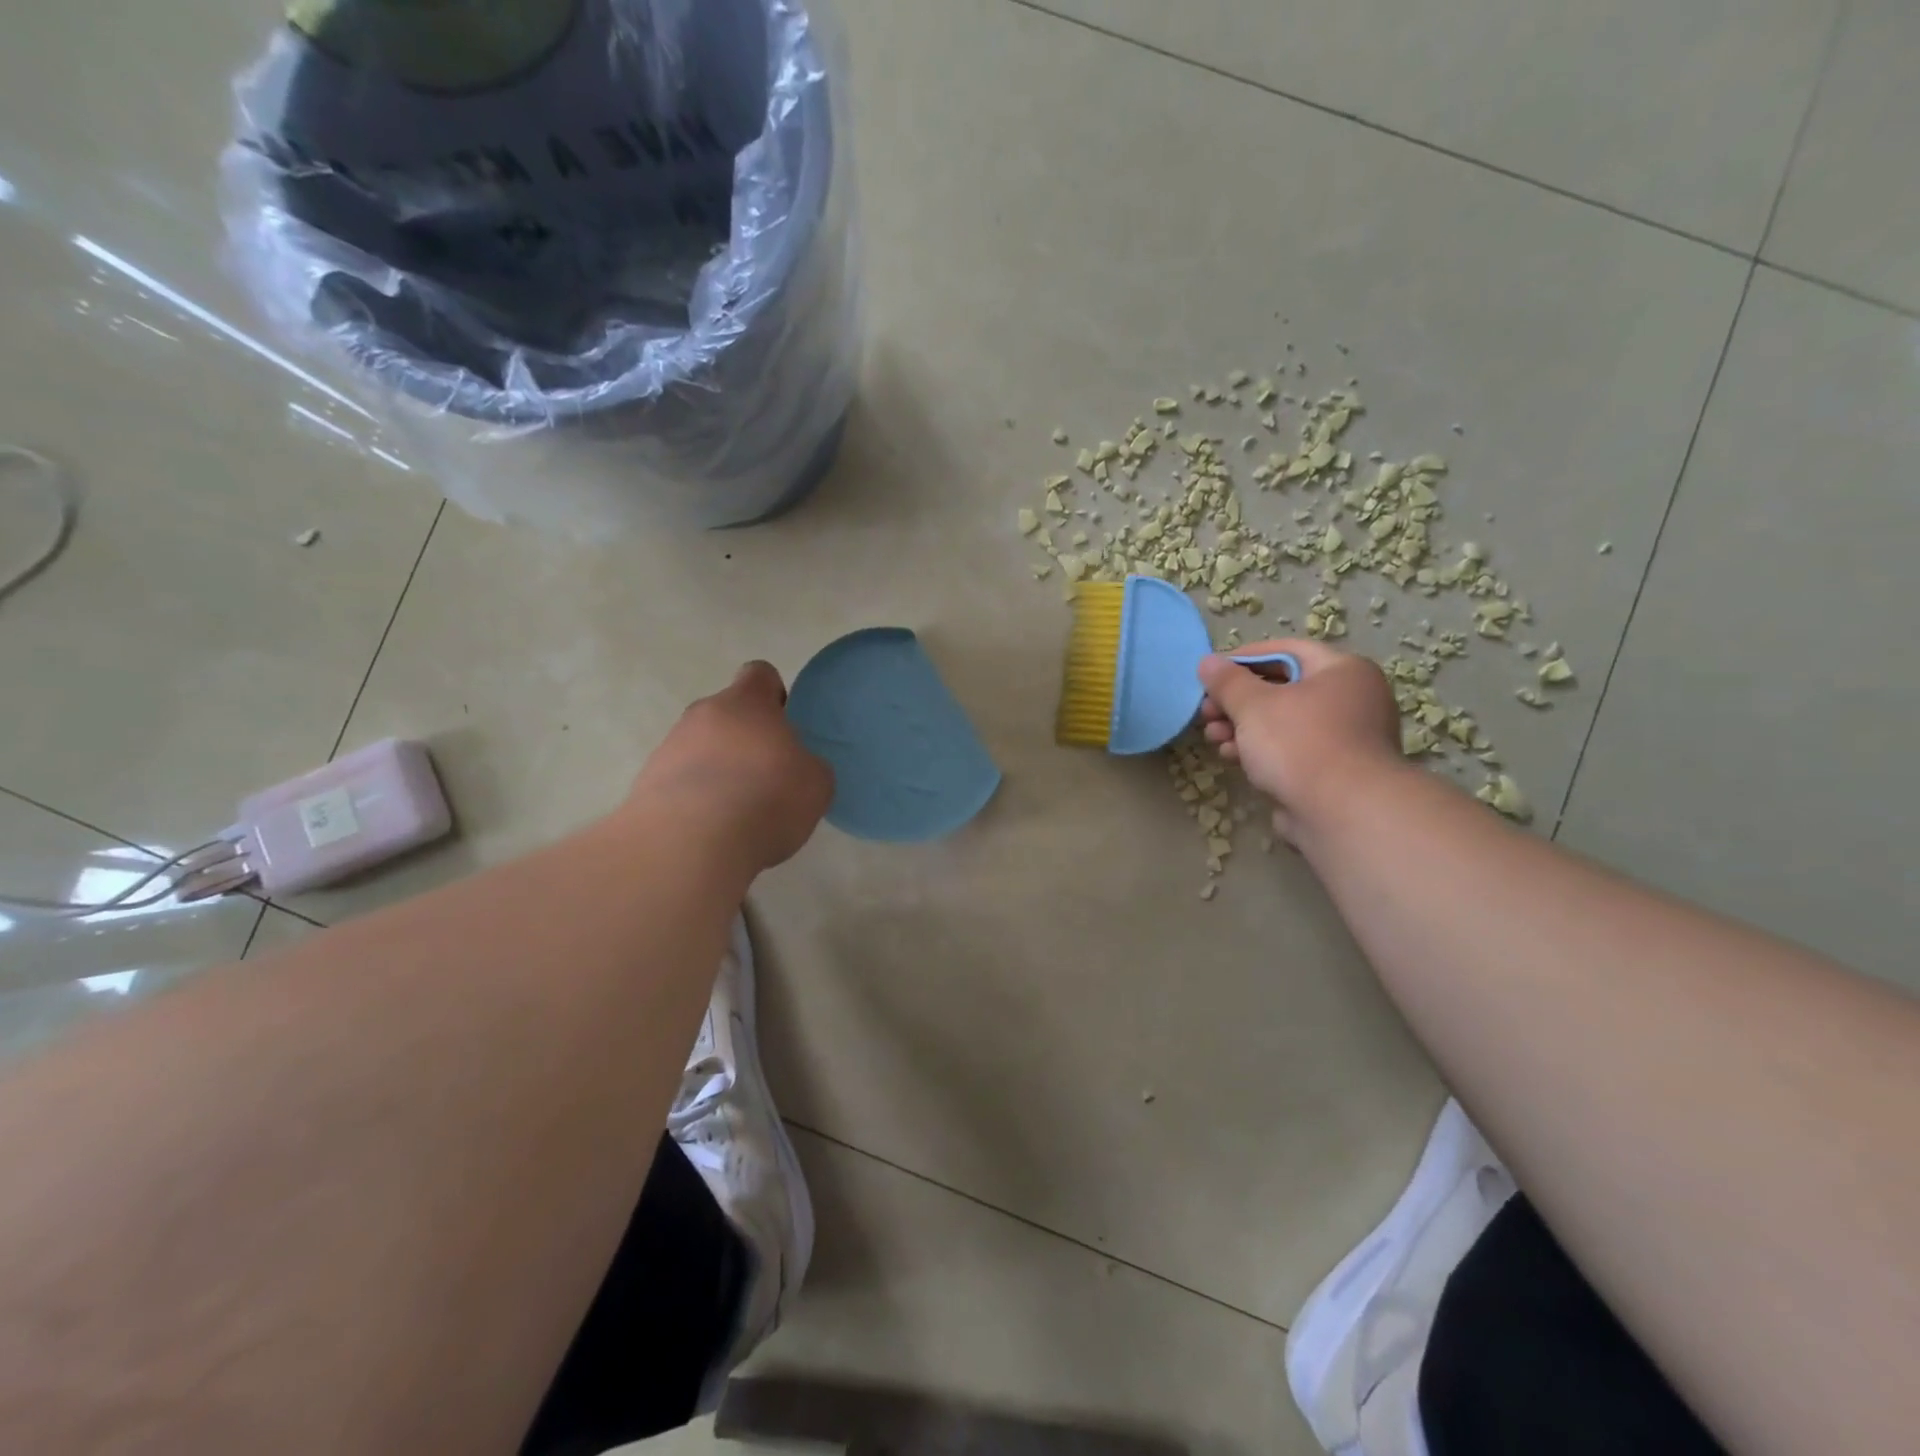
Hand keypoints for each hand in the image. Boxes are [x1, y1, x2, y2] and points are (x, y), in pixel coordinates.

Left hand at [628, 662, 833, 872]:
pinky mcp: (646, 784)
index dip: (774, 695)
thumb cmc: (765, 799)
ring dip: (718, 770)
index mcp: (746, 703)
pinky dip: (696, 800)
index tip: (784, 726)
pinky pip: (680, 782)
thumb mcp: (815, 783)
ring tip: (737, 813)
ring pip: (700, 748)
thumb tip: (793, 766)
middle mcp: (702, 714)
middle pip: (726, 714)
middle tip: (765, 777)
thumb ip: (806, 764)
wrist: (690, 844)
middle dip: (744, 740)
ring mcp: (668, 748)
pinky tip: (711, 831)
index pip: (759, 675)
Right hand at [1197, 641, 1402, 842]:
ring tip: (1212, 737)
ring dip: (1243, 727)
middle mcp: (1352, 699)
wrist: (1344, 813)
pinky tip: (1232, 757)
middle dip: (1237, 700)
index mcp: (1343, 671)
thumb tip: (1207, 662)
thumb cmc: (1300, 744)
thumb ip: (1227, 682)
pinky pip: (1291, 749)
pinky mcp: (1334, 771)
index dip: (1244, 658)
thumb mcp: (1253, 705)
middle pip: (1283, 688)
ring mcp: (1346, 738)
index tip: (1210, 672)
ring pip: (1284, 722)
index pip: (1287, 651)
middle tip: (1206, 711)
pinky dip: (1261, 750)